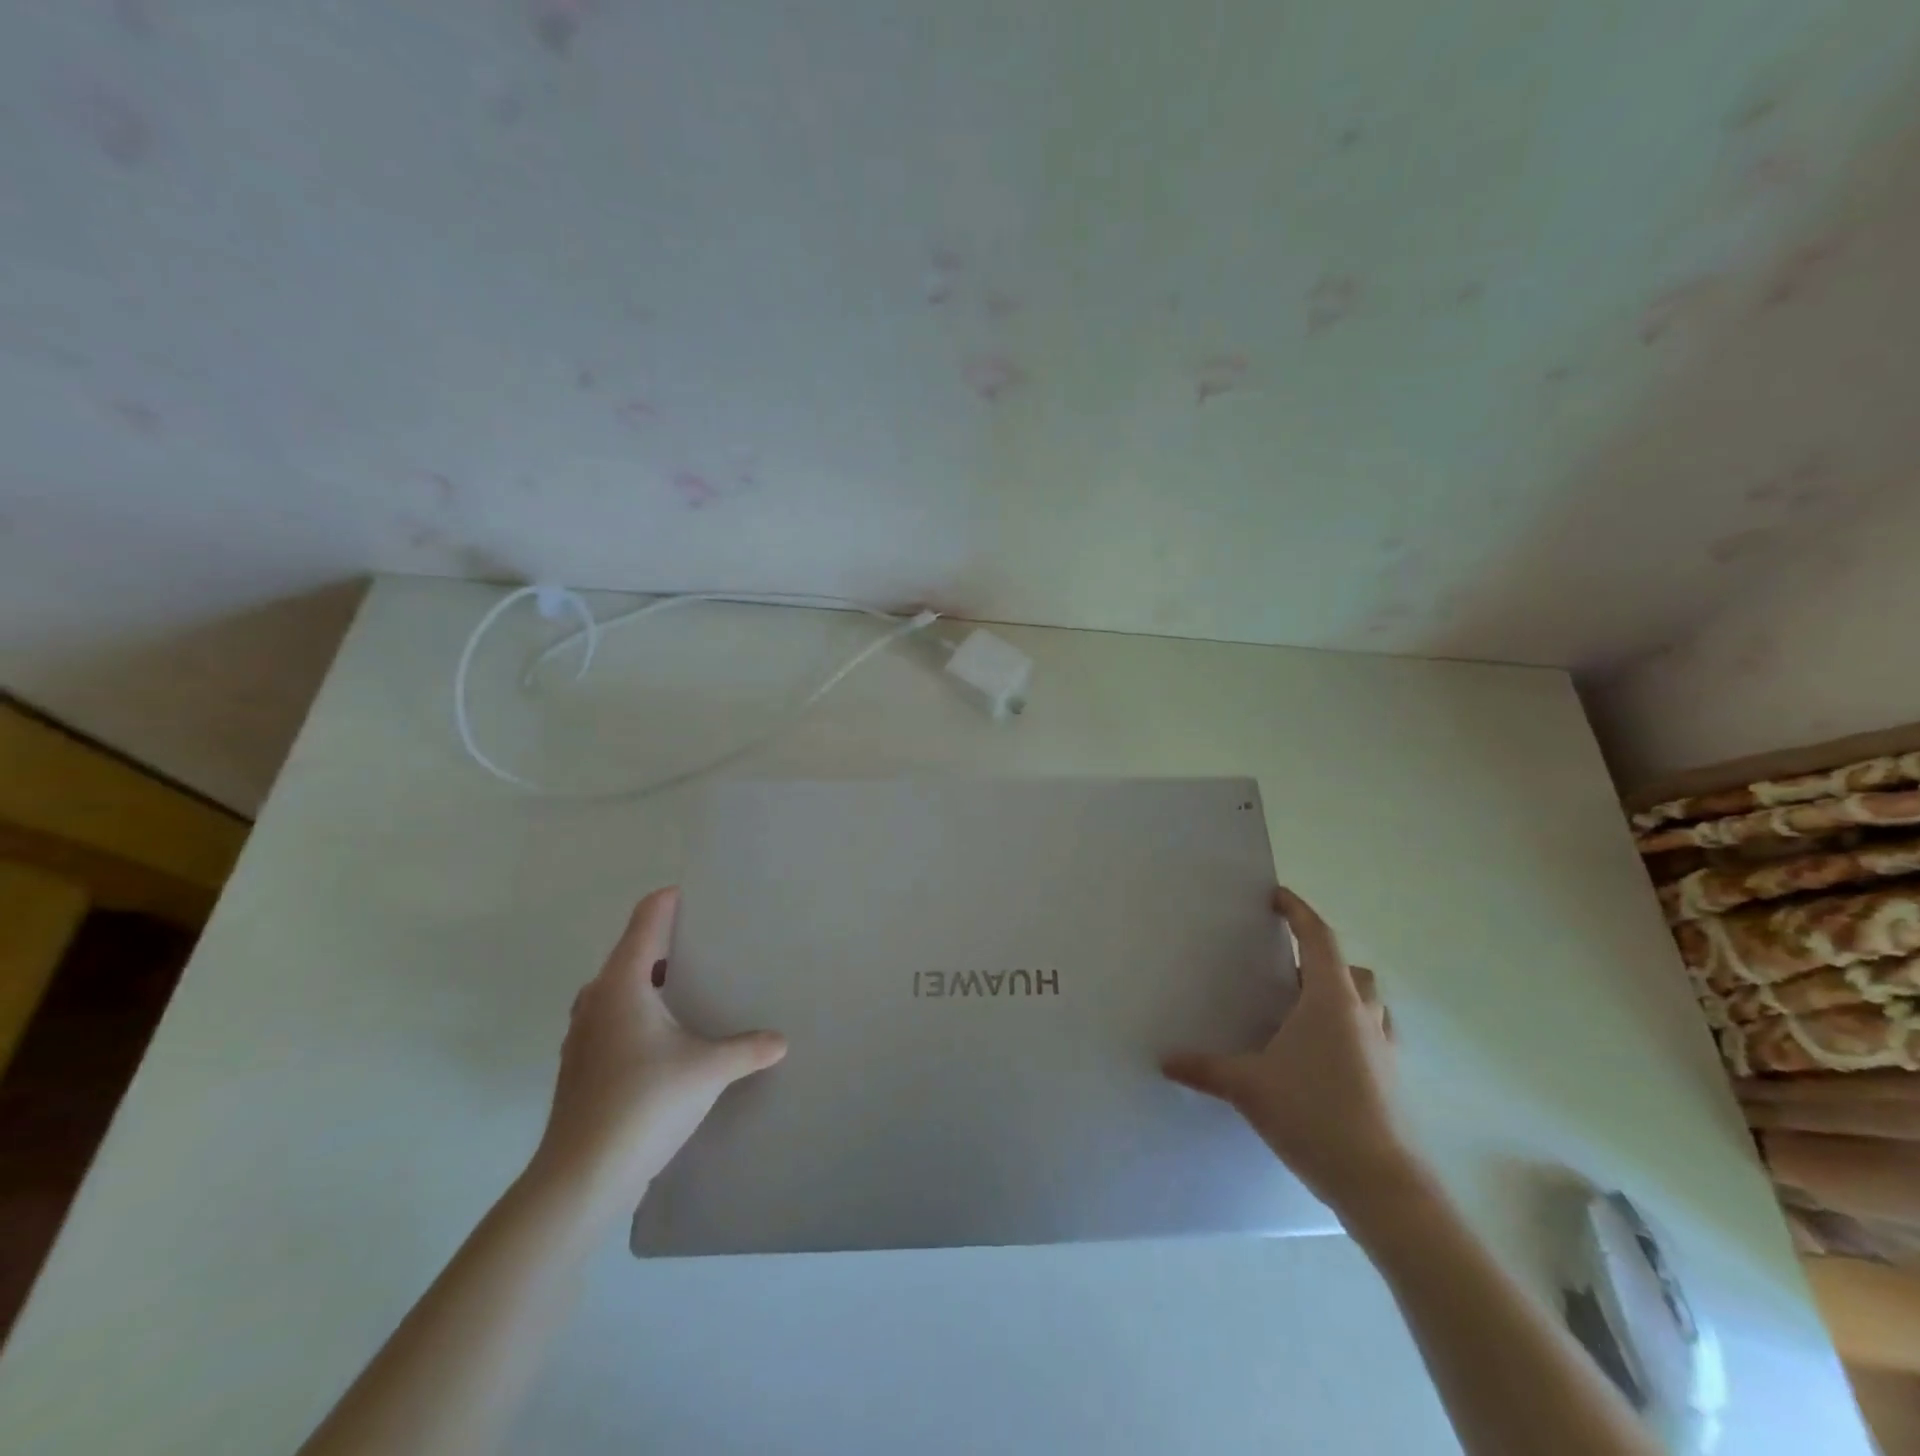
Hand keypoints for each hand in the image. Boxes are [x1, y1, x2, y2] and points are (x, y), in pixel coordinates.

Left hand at [530, 887, 786, 1209]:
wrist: (581, 1179)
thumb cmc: (644, 1103)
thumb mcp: (708, 1070)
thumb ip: (748, 1048)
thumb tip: (781, 1041)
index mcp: (622, 983)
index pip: (646, 920)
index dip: (670, 900)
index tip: (700, 893)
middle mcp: (597, 1000)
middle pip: (632, 951)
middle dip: (668, 942)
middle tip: (710, 942)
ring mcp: (583, 1035)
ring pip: (621, 988)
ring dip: (653, 980)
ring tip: (692, 986)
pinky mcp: (582, 1066)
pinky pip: (615, 1018)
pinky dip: (641, 1012)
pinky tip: (668, 1037)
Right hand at [1163, 886, 1424, 1217]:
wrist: (1381, 1185)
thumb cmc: (1314, 1115)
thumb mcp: (1248, 1087)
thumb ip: (1205, 1069)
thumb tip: (1166, 1060)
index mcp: (1329, 1001)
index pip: (1318, 938)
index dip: (1299, 912)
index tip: (1278, 896)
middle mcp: (1363, 1016)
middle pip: (1348, 969)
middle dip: (1320, 960)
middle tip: (1284, 971)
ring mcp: (1384, 1049)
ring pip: (1367, 1004)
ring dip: (1341, 996)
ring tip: (1304, 1013)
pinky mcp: (1392, 1081)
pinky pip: (1373, 1037)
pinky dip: (1351, 1032)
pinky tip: (1324, 1058)